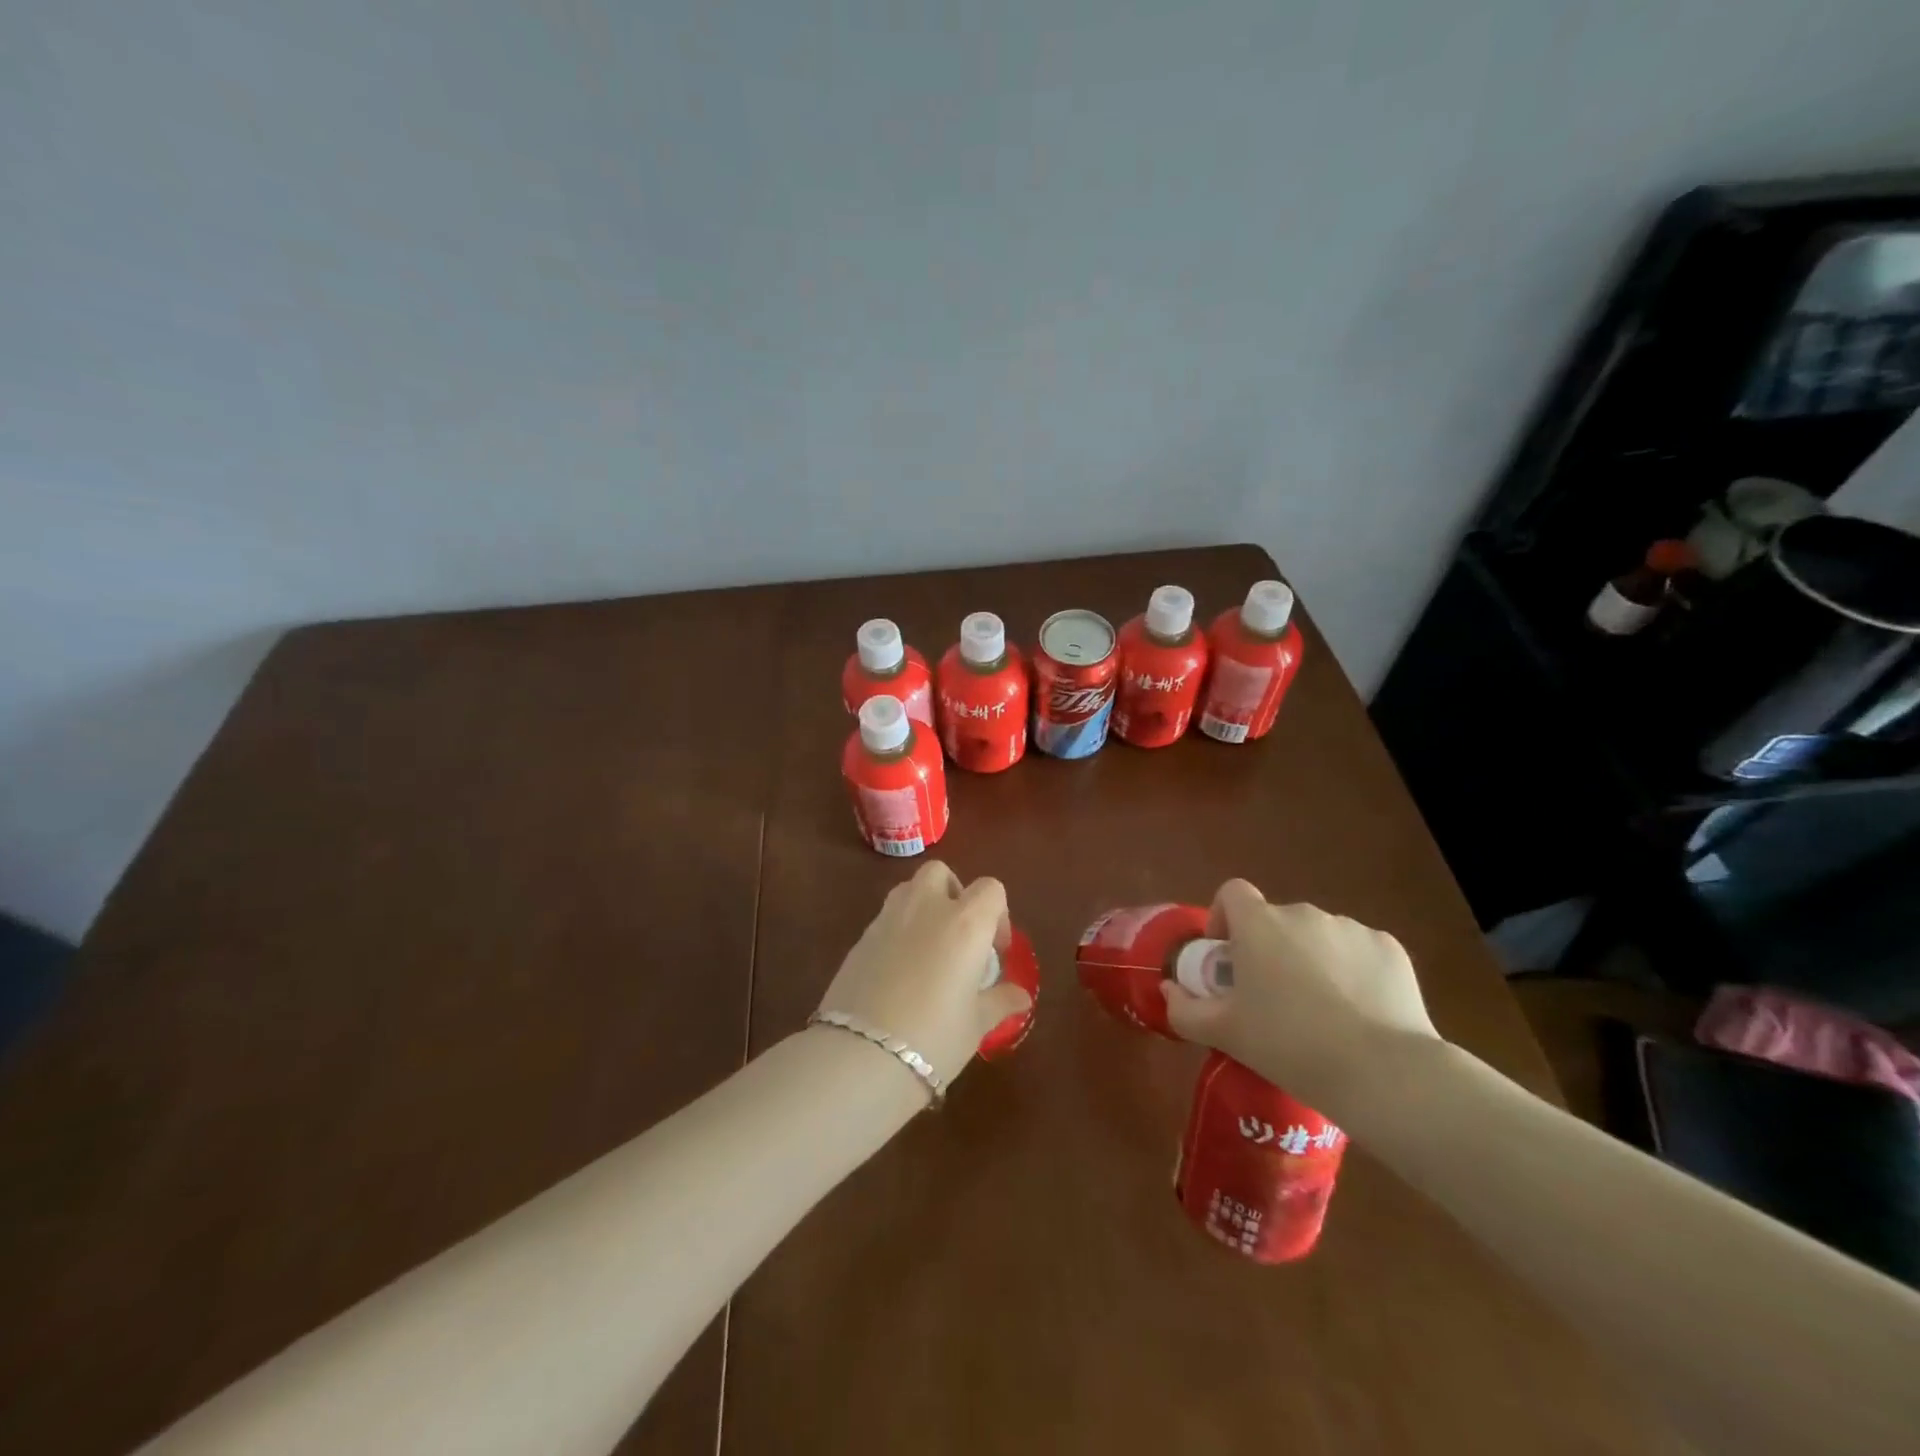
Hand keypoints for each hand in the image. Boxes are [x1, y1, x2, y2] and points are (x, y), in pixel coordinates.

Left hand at [815, 862, 1032, 1087]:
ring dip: (923, 906)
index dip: (998, 914)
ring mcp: (888, 918)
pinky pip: (886, 918)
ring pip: (908, 889)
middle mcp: (926, 907)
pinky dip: (898, 931)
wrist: (861, 1054)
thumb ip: (1000, 1001)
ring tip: (929, 950)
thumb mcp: (976, 1024)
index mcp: (965, 922)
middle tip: (959, 936)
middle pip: (941, 873)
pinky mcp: (860, 937)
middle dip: (953, 893)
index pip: (990, 889)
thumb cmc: (934, 1037)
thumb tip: (1021, 996)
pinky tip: (899, 972)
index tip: (994, 951)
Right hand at [1161, 879, 1440, 1117]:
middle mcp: (1303, 913)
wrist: (1381, 1072)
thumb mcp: (1224, 1033)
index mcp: (1259, 924)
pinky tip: (1359, 1013)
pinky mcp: (1389, 949)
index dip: (1224, 918)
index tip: (1228, 959)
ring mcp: (1350, 928)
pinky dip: (1352, 972)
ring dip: (1310, 960)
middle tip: (1272, 999)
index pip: (1232, 892)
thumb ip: (1184, 1008)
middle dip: (1269, 949)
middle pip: (1276, 920)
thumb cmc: (1288, 1045)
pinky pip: (1358, 952)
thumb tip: (1169, 988)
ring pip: (1318, 936)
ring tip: (1320, 1012)